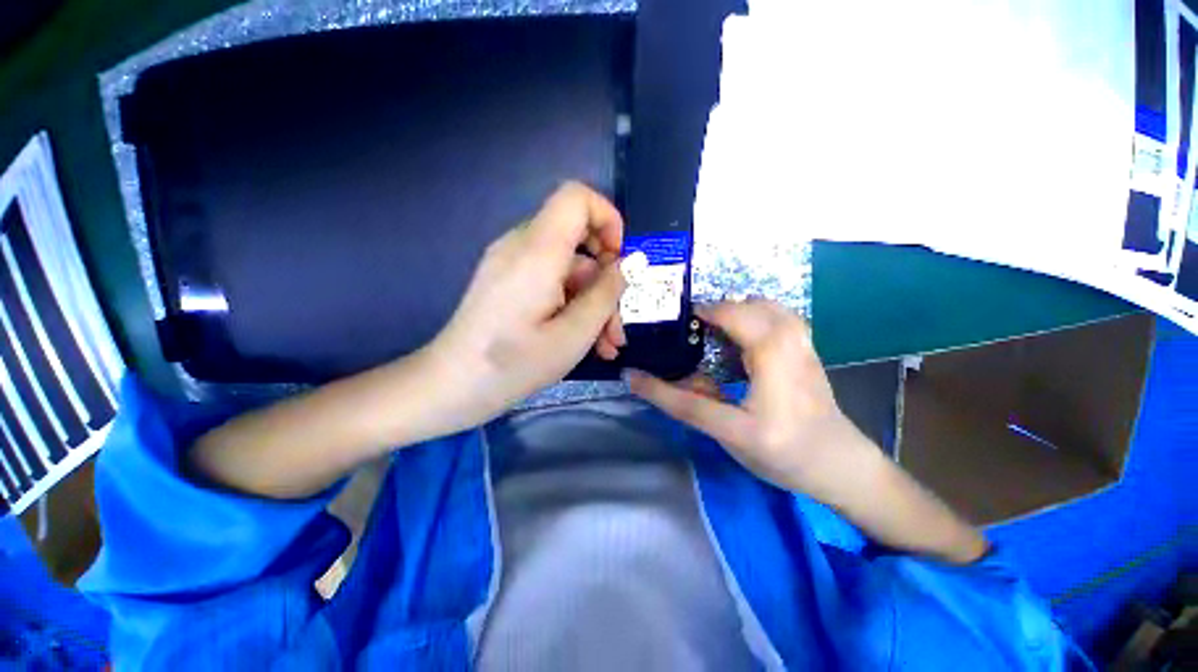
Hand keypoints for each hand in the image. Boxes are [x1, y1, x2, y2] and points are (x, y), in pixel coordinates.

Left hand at [426, 182, 627, 428]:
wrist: (452, 386)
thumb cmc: (514, 364)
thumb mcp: (574, 333)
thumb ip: (606, 293)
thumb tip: (626, 265)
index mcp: (537, 250)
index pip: (577, 198)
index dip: (608, 218)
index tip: (620, 261)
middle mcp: (521, 246)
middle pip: (578, 241)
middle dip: (606, 280)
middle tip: (618, 324)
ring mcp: (512, 265)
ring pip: (568, 268)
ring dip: (592, 302)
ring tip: (606, 345)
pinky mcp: (508, 283)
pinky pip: (550, 281)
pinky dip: (571, 305)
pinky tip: (584, 341)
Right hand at [627, 299, 874, 498]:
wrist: (840, 463)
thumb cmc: (784, 454)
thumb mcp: (727, 434)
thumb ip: (682, 403)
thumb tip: (635, 379)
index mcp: (771, 367)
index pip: (720, 331)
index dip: (687, 328)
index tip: (667, 332)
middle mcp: (790, 344)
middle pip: (743, 308)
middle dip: (710, 313)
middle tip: (686, 333)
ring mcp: (803, 341)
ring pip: (761, 304)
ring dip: (731, 312)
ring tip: (710, 332)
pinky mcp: (805, 344)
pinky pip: (774, 313)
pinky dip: (749, 314)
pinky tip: (738, 336)